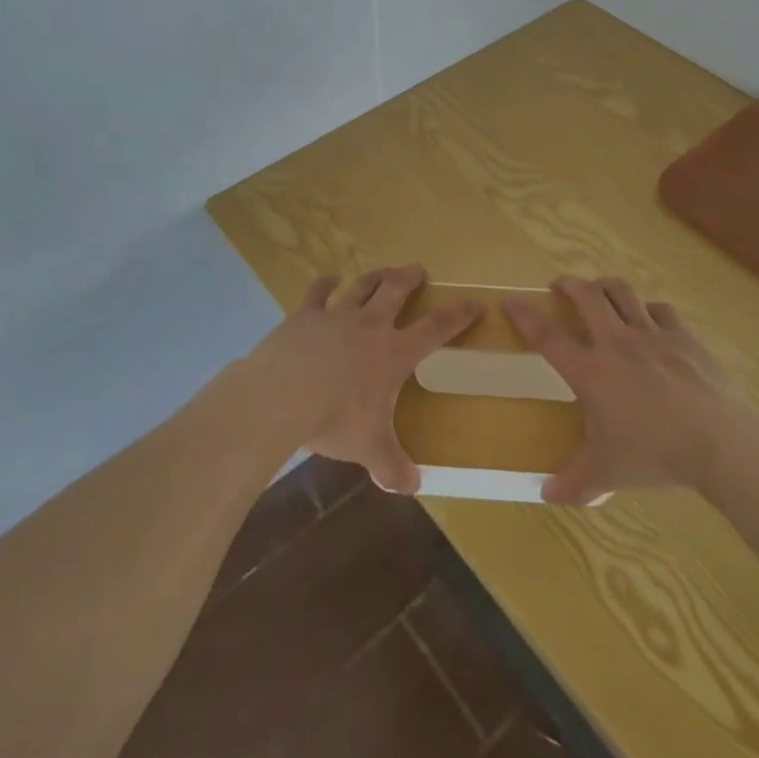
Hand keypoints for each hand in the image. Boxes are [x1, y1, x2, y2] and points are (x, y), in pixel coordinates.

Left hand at [247, 265, 479, 493]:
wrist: (282, 395)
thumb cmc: (335, 419)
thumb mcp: (370, 448)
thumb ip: (393, 466)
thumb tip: (412, 487)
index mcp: (394, 353)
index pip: (436, 329)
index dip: (458, 315)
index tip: (475, 303)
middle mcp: (370, 326)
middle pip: (396, 290)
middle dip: (410, 278)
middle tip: (419, 270)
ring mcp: (336, 315)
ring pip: (362, 286)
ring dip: (375, 276)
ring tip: (383, 271)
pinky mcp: (305, 315)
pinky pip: (318, 292)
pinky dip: (325, 283)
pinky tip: (329, 279)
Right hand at [506, 276, 753, 505]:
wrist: (718, 442)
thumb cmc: (654, 454)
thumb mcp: (607, 473)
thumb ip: (573, 482)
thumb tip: (545, 495)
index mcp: (590, 371)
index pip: (548, 336)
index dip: (525, 316)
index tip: (511, 302)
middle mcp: (616, 343)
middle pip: (586, 297)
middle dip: (568, 285)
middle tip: (560, 286)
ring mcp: (652, 335)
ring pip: (623, 293)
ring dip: (605, 286)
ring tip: (599, 290)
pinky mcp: (683, 337)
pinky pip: (661, 311)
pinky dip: (648, 309)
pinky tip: (649, 318)